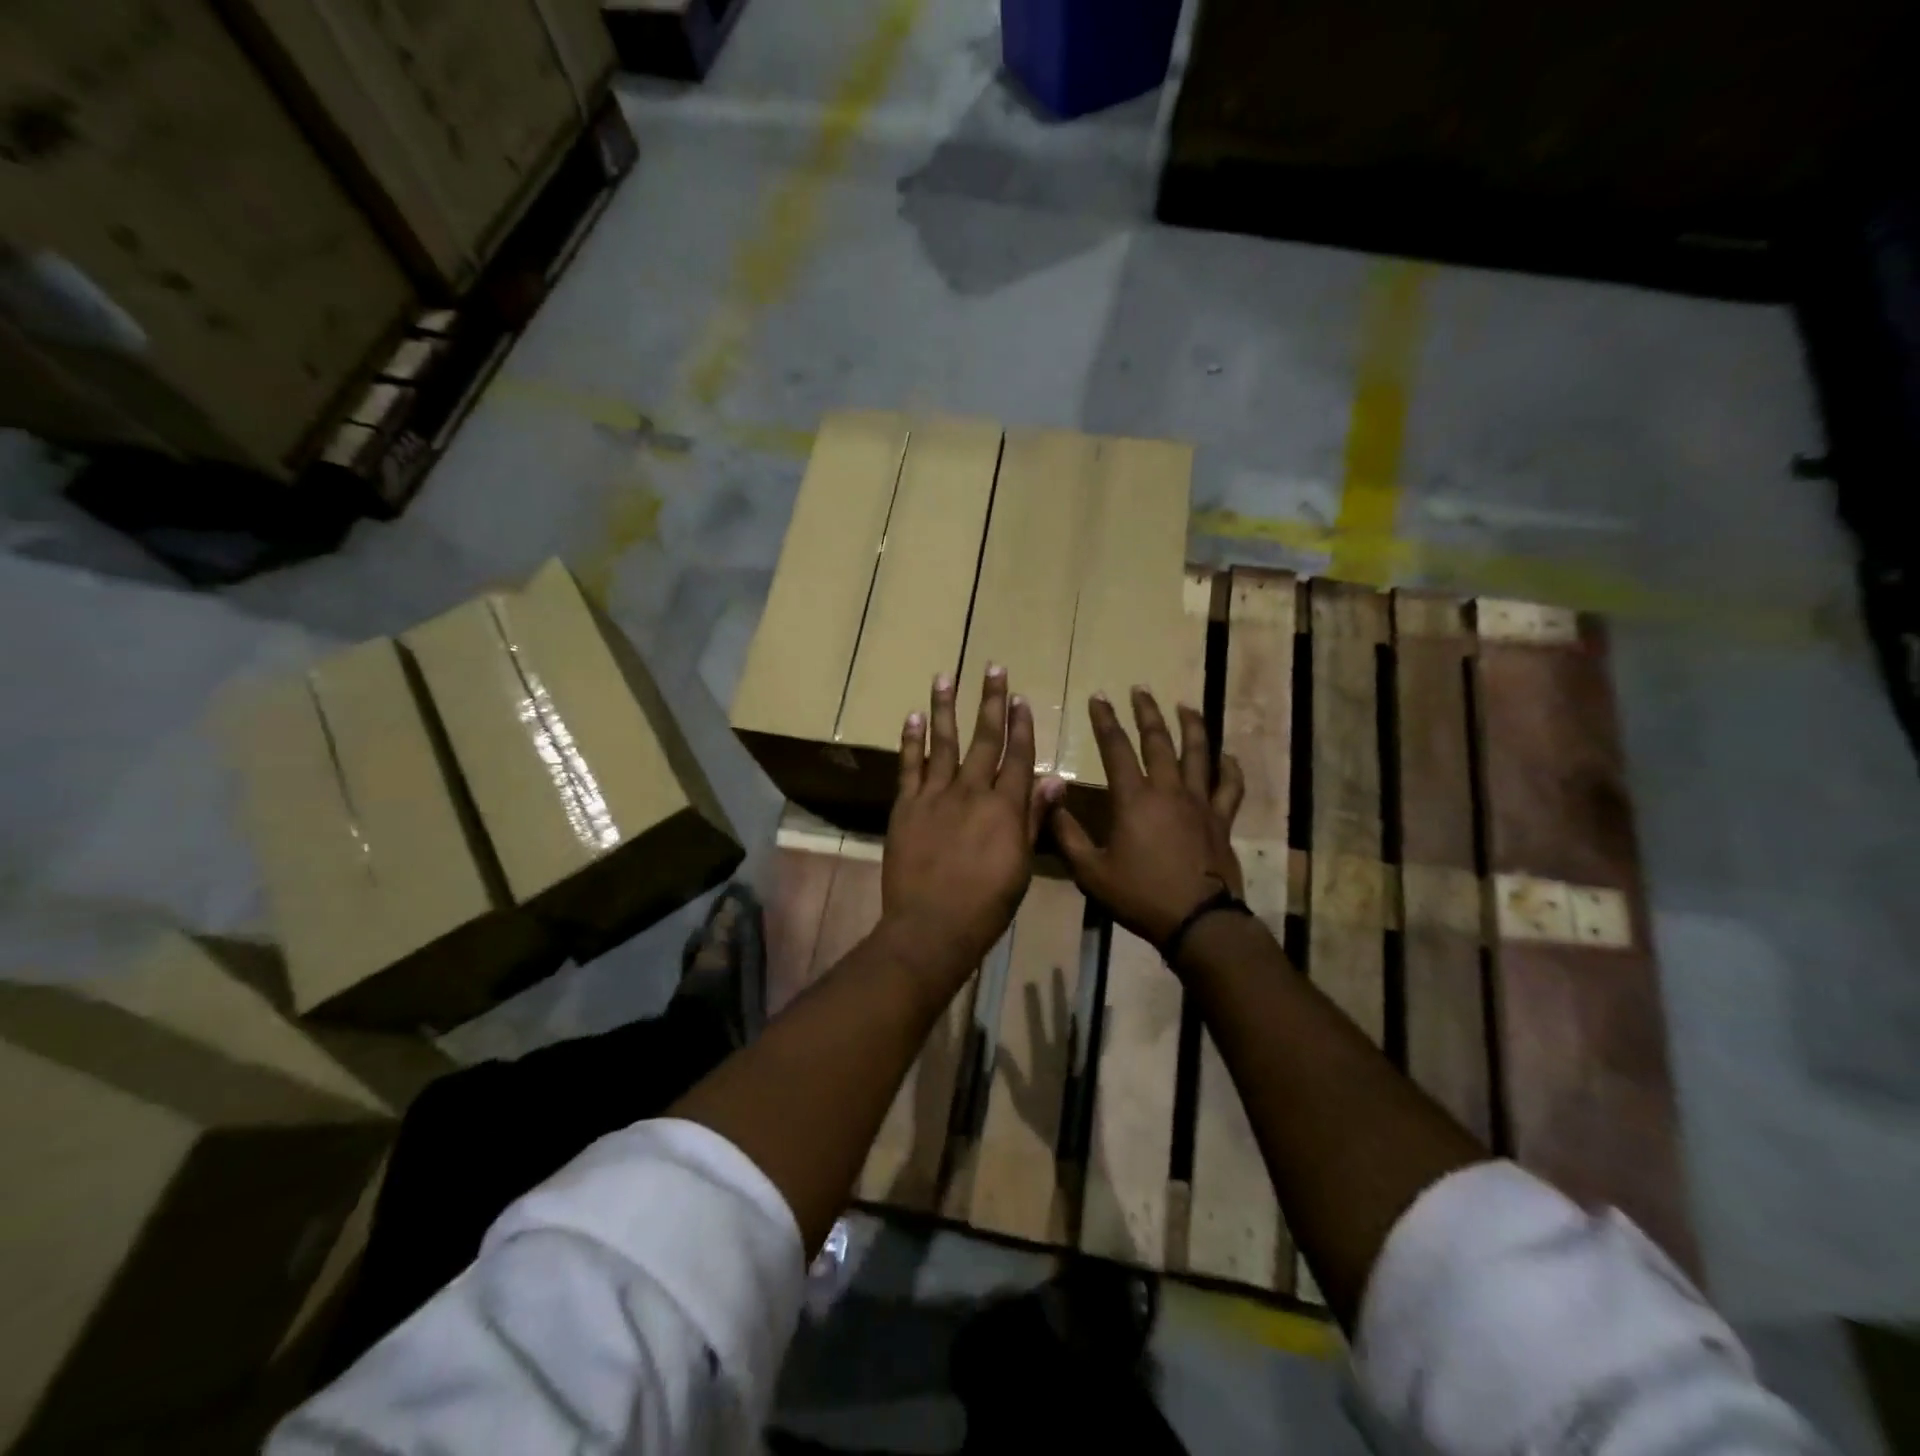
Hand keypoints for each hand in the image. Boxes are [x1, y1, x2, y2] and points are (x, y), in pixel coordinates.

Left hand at [883, 666, 1054, 982]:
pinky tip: (913, 717)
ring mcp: (935, 796)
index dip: (1022, 725)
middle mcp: (971, 791)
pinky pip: (908, 767)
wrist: (932, 926)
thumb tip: (1054, 778)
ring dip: (945, 707)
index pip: (1017, 756)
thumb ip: (1034, 818)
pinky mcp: (906, 806)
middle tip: (993, 668)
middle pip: (984, 738)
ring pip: (942, 742)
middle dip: (991, 701)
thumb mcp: (1021, 864)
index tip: (1022, 698)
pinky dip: (911, 741)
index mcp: (1004, 807)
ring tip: (946, 677)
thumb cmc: (987, 904)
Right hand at [1050, 688, 1245, 947]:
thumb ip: (1067, 835)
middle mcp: (1169, 791)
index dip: (1105, 721)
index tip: (1099, 697)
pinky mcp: (1221, 820)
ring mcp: (1200, 803)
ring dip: (1190, 726)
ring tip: (1185, 705)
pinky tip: (1226, 755)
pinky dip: (1229, 768)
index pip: (1116, 749)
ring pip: (1198, 753)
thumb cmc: (1140, 896)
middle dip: (1146, 712)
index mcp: (1134, 800)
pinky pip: (1230, 786)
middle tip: (1140, 689)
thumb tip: (1050, 800)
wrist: (1198, 921)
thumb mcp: (1091, 872)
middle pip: (1158, 741)